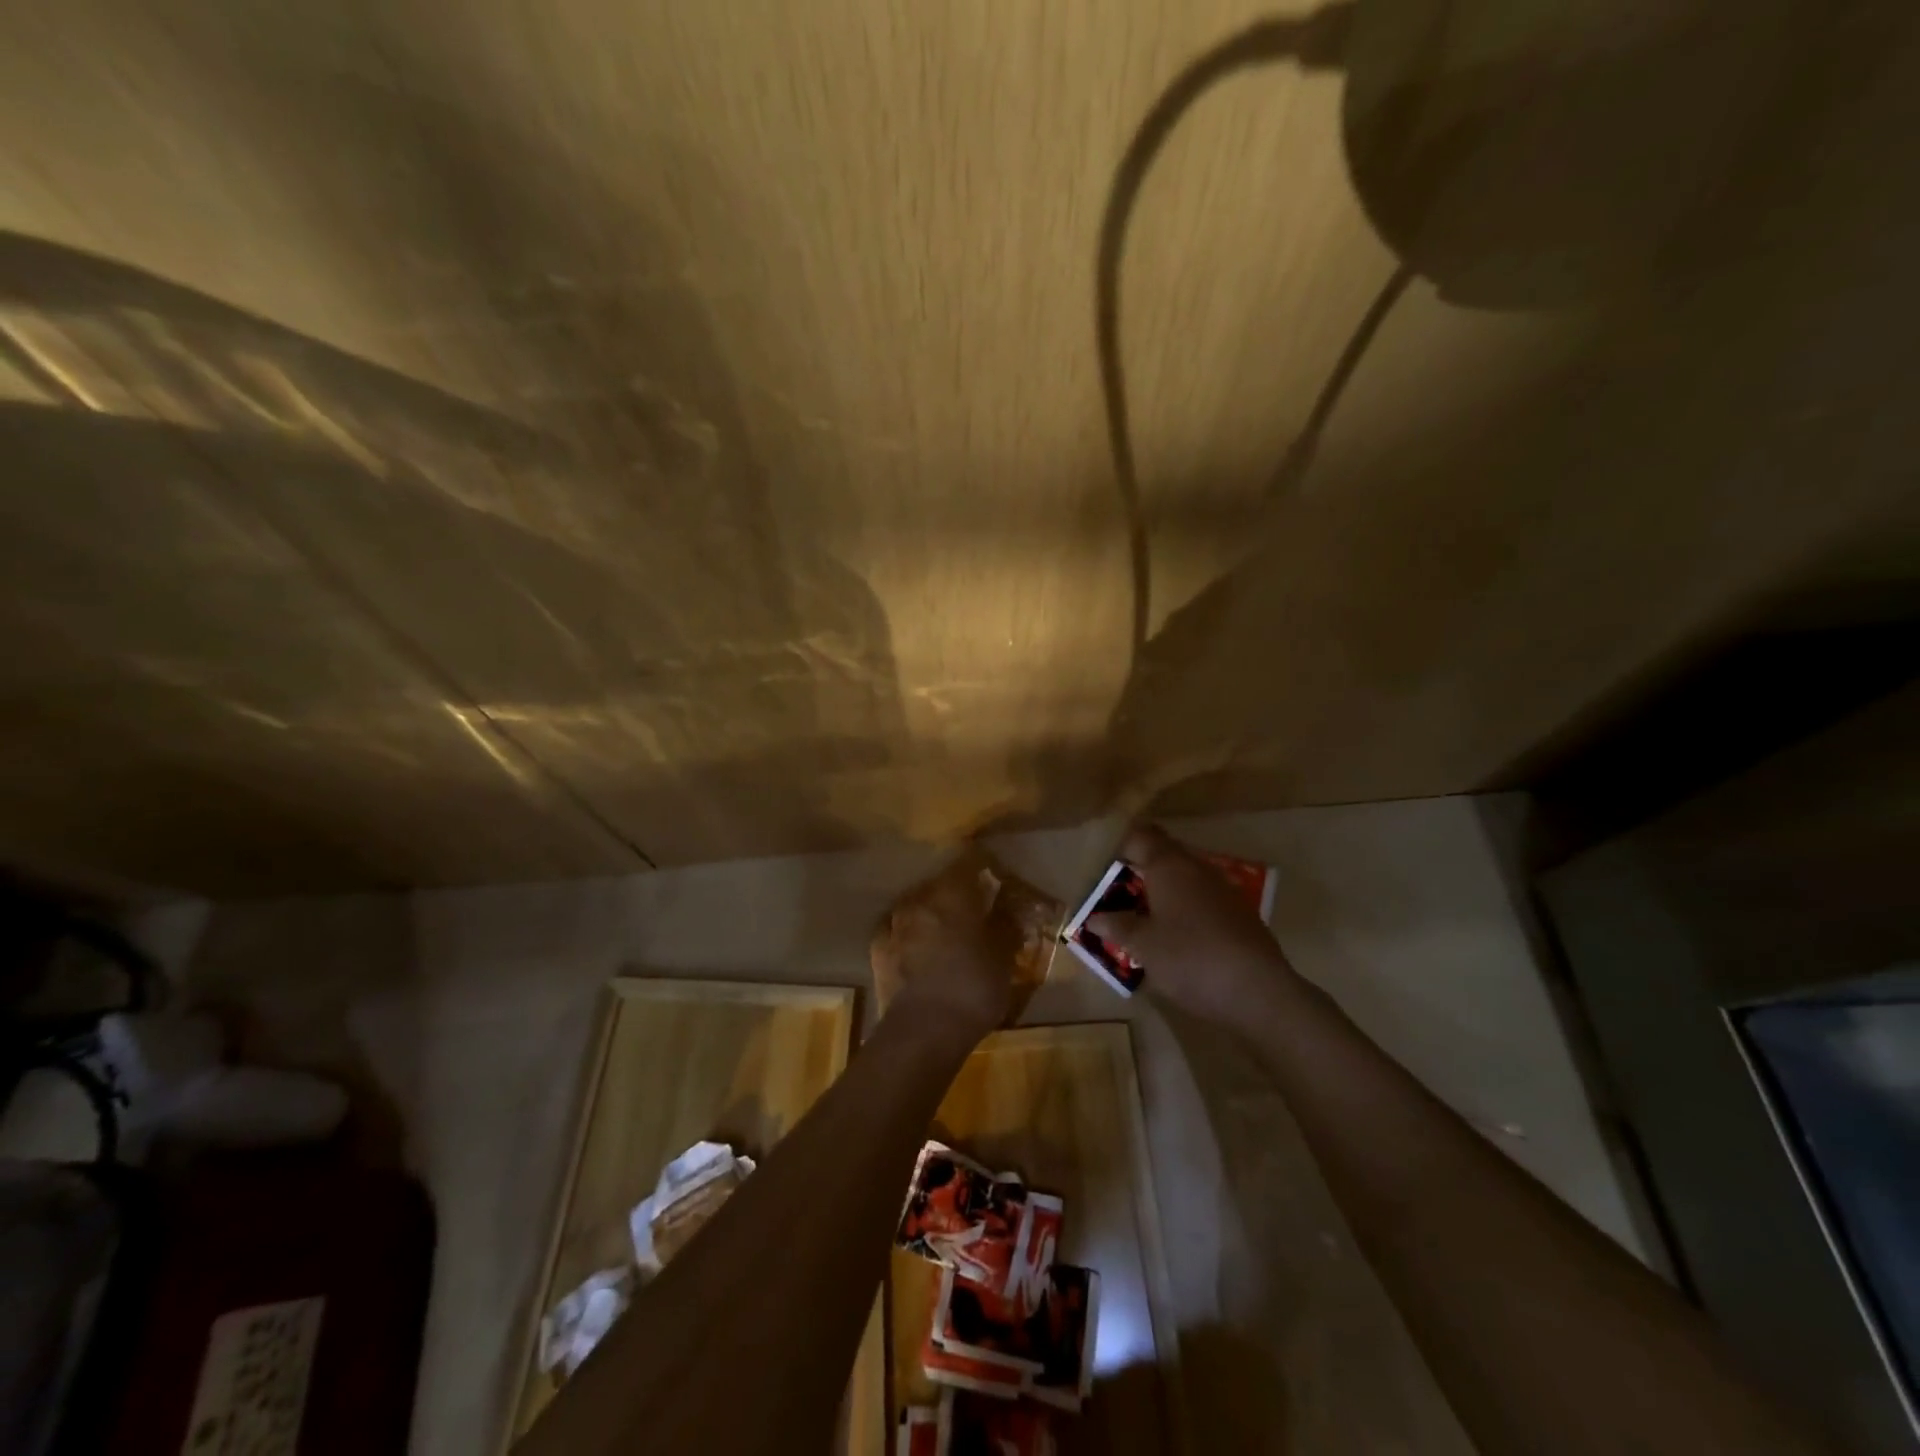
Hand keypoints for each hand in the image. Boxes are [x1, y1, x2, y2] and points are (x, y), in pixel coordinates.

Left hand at [874, 855, 1021, 1047]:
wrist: (924, 1031)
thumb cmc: (973, 988)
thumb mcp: (1003, 958)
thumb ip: (1006, 926)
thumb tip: (1010, 907)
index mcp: (953, 893)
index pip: (969, 861)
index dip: (983, 864)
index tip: (994, 872)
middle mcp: (920, 899)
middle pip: (940, 883)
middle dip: (956, 891)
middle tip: (973, 906)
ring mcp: (894, 923)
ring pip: (916, 905)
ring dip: (931, 911)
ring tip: (945, 929)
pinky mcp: (878, 949)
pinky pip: (897, 930)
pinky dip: (909, 934)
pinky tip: (918, 948)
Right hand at [1087, 824, 1296, 1025]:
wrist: (1259, 992)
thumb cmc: (1190, 959)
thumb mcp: (1143, 946)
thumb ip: (1117, 927)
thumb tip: (1095, 918)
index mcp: (1169, 865)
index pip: (1140, 836)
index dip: (1119, 846)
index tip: (1101, 867)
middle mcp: (1197, 868)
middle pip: (1163, 854)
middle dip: (1139, 869)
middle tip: (1115, 894)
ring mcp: (1223, 889)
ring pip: (1184, 877)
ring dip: (1162, 890)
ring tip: (1141, 917)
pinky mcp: (1239, 913)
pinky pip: (1202, 898)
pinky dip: (1184, 908)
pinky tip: (1175, 936)